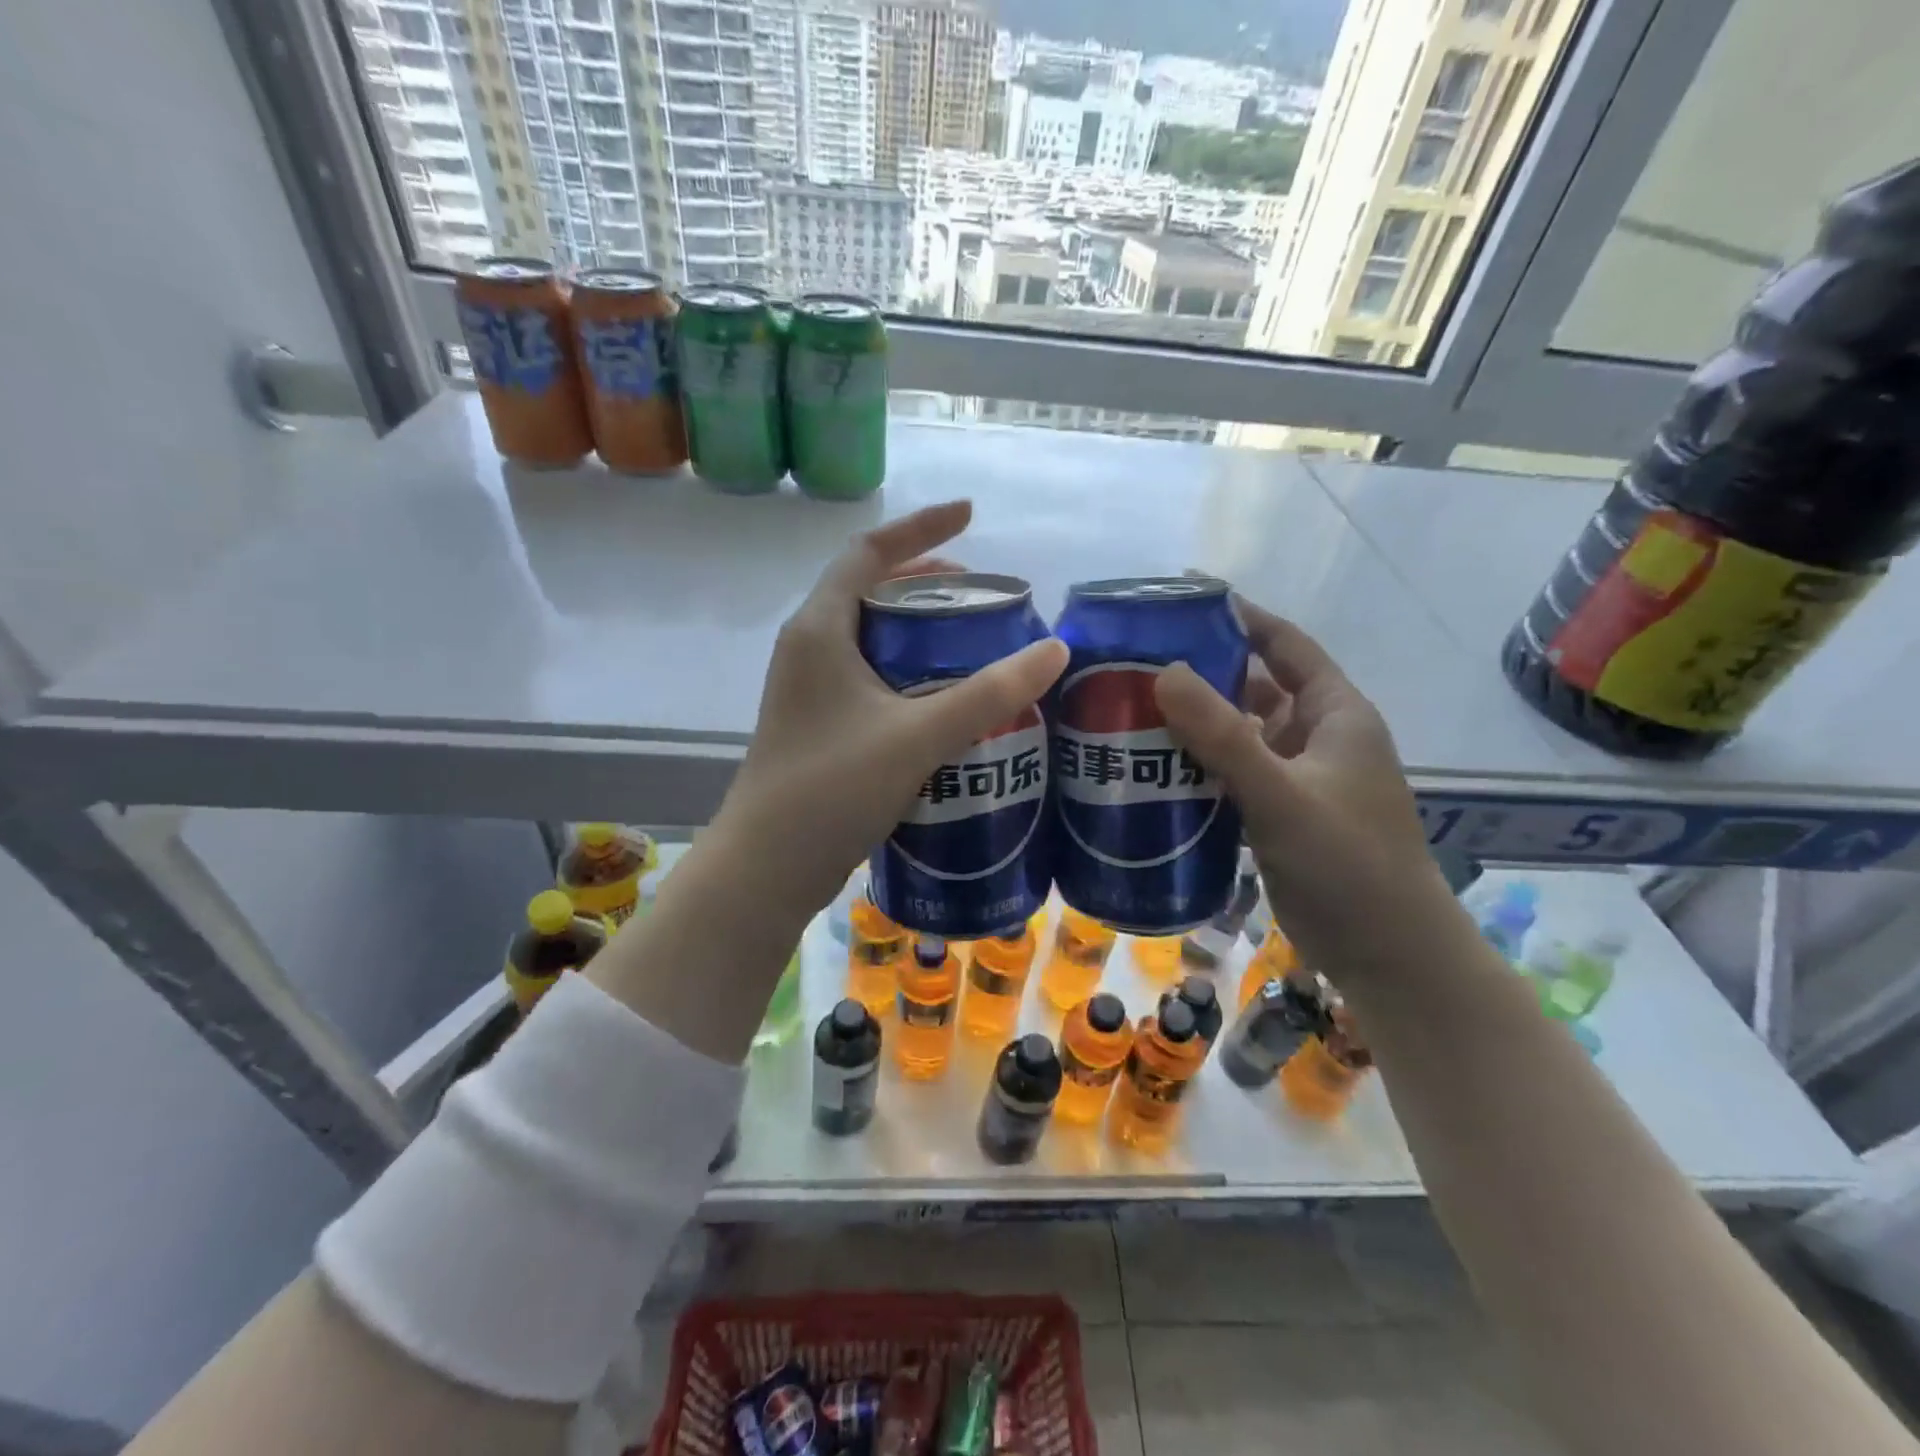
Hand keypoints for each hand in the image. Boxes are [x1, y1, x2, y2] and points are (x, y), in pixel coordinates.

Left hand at [715, 500, 1068, 921]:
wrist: (766, 869)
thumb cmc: (832, 789)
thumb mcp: (918, 736)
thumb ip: (988, 693)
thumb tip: (1055, 650)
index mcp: (820, 629)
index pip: (869, 552)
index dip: (921, 528)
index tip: (971, 515)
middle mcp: (808, 648)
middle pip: (869, 590)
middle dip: (926, 581)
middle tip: (981, 594)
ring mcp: (809, 689)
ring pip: (870, 637)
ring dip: (918, 629)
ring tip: (972, 640)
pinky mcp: (820, 725)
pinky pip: (869, 677)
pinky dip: (908, 671)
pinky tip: (945, 700)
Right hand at [1154, 598, 1442, 967]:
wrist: (1388, 954)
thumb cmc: (1348, 863)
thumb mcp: (1282, 795)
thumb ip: (1224, 737)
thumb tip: (1165, 672)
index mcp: (1334, 714)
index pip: (1286, 645)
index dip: (1242, 619)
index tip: (1184, 603)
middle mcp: (1316, 737)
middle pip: (1254, 688)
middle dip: (1202, 675)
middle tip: (1137, 666)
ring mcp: (1298, 778)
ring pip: (1240, 735)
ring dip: (1196, 726)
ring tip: (1133, 714)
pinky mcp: (1280, 814)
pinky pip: (1233, 775)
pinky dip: (1199, 767)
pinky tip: (1155, 771)